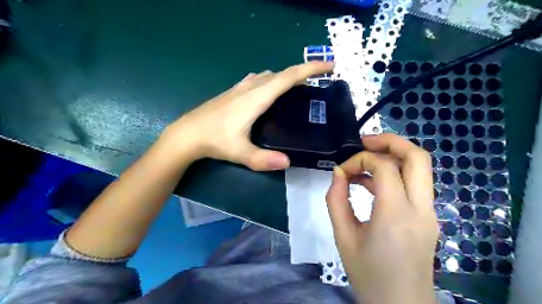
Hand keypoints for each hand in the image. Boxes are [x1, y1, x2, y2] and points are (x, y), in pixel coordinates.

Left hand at [160, 62, 332, 170]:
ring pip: (269, 75)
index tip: (329, 66)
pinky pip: (258, 80)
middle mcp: (250, 88)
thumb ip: (263, 159)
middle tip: (319, 80)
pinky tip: (270, 90)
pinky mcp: (233, 92)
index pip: (288, 78)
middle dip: (303, 72)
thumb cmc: (214, 140)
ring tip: (298, 87)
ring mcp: (240, 88)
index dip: (310, 69)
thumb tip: (288, 162)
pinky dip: (271, 80)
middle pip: (281, 74)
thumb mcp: (240, 153)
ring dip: (286, 76)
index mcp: (256, 98)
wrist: (187, 134)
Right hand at [323, 134, 436, 303]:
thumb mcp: (343, 236)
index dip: (360, 160)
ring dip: (392, 155)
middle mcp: (421, 208)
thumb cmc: (368, 274)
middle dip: (389, 141)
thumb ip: (336, 200)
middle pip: (417, 156)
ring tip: (363, 162)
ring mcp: (430, 212)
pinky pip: (414, 183)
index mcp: (396, 215)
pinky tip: (371, 183)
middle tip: (363, 142)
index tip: (342, 171)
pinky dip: (394, 173)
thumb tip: (338, 173)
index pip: (384, 167)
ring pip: (420, 167)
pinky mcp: (429, 216)